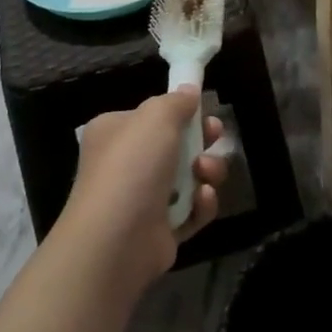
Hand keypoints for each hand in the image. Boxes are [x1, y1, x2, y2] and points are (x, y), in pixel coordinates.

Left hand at [64, 88, 226, 285]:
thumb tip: (189, 90)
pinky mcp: (160, 231)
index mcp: (115, 133)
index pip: (151, 116)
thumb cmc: (132, 166)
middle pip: (175, 145)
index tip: (204, 110)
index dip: (180, 112)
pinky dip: (202, 205)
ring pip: (189, 177)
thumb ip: (176, 101)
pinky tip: (202, 201)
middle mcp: (125, 165)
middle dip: (201, 140)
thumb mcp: (155, 117)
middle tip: (217, 137)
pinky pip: (191, 211)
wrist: (116, 240)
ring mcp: (142, 200)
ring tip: (206, 173)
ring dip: (206, 171)